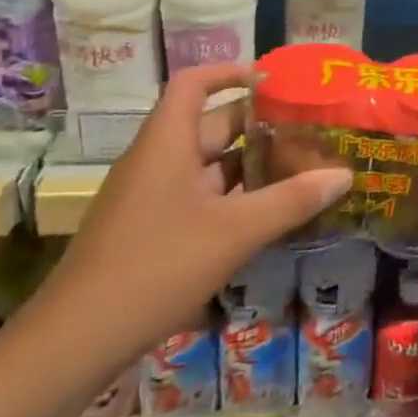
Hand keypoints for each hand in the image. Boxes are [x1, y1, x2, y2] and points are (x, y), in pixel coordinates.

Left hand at [42, 64, 351, 371]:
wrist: (73, 344)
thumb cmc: (155, 268)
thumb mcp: (235, 232)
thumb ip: (292, 200)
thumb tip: (344, 174)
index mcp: (167, 143)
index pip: (193, 83)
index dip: (231, 72)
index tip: (275, 81)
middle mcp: (156, 161)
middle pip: (210, 124)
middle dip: (260, 124)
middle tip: (309, 129)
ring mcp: (149, 197)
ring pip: (207, 164)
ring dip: (251, 163)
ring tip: (301, 167)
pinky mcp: (149, 229)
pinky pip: (198, 195)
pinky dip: (234, 195)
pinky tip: (266, 213)